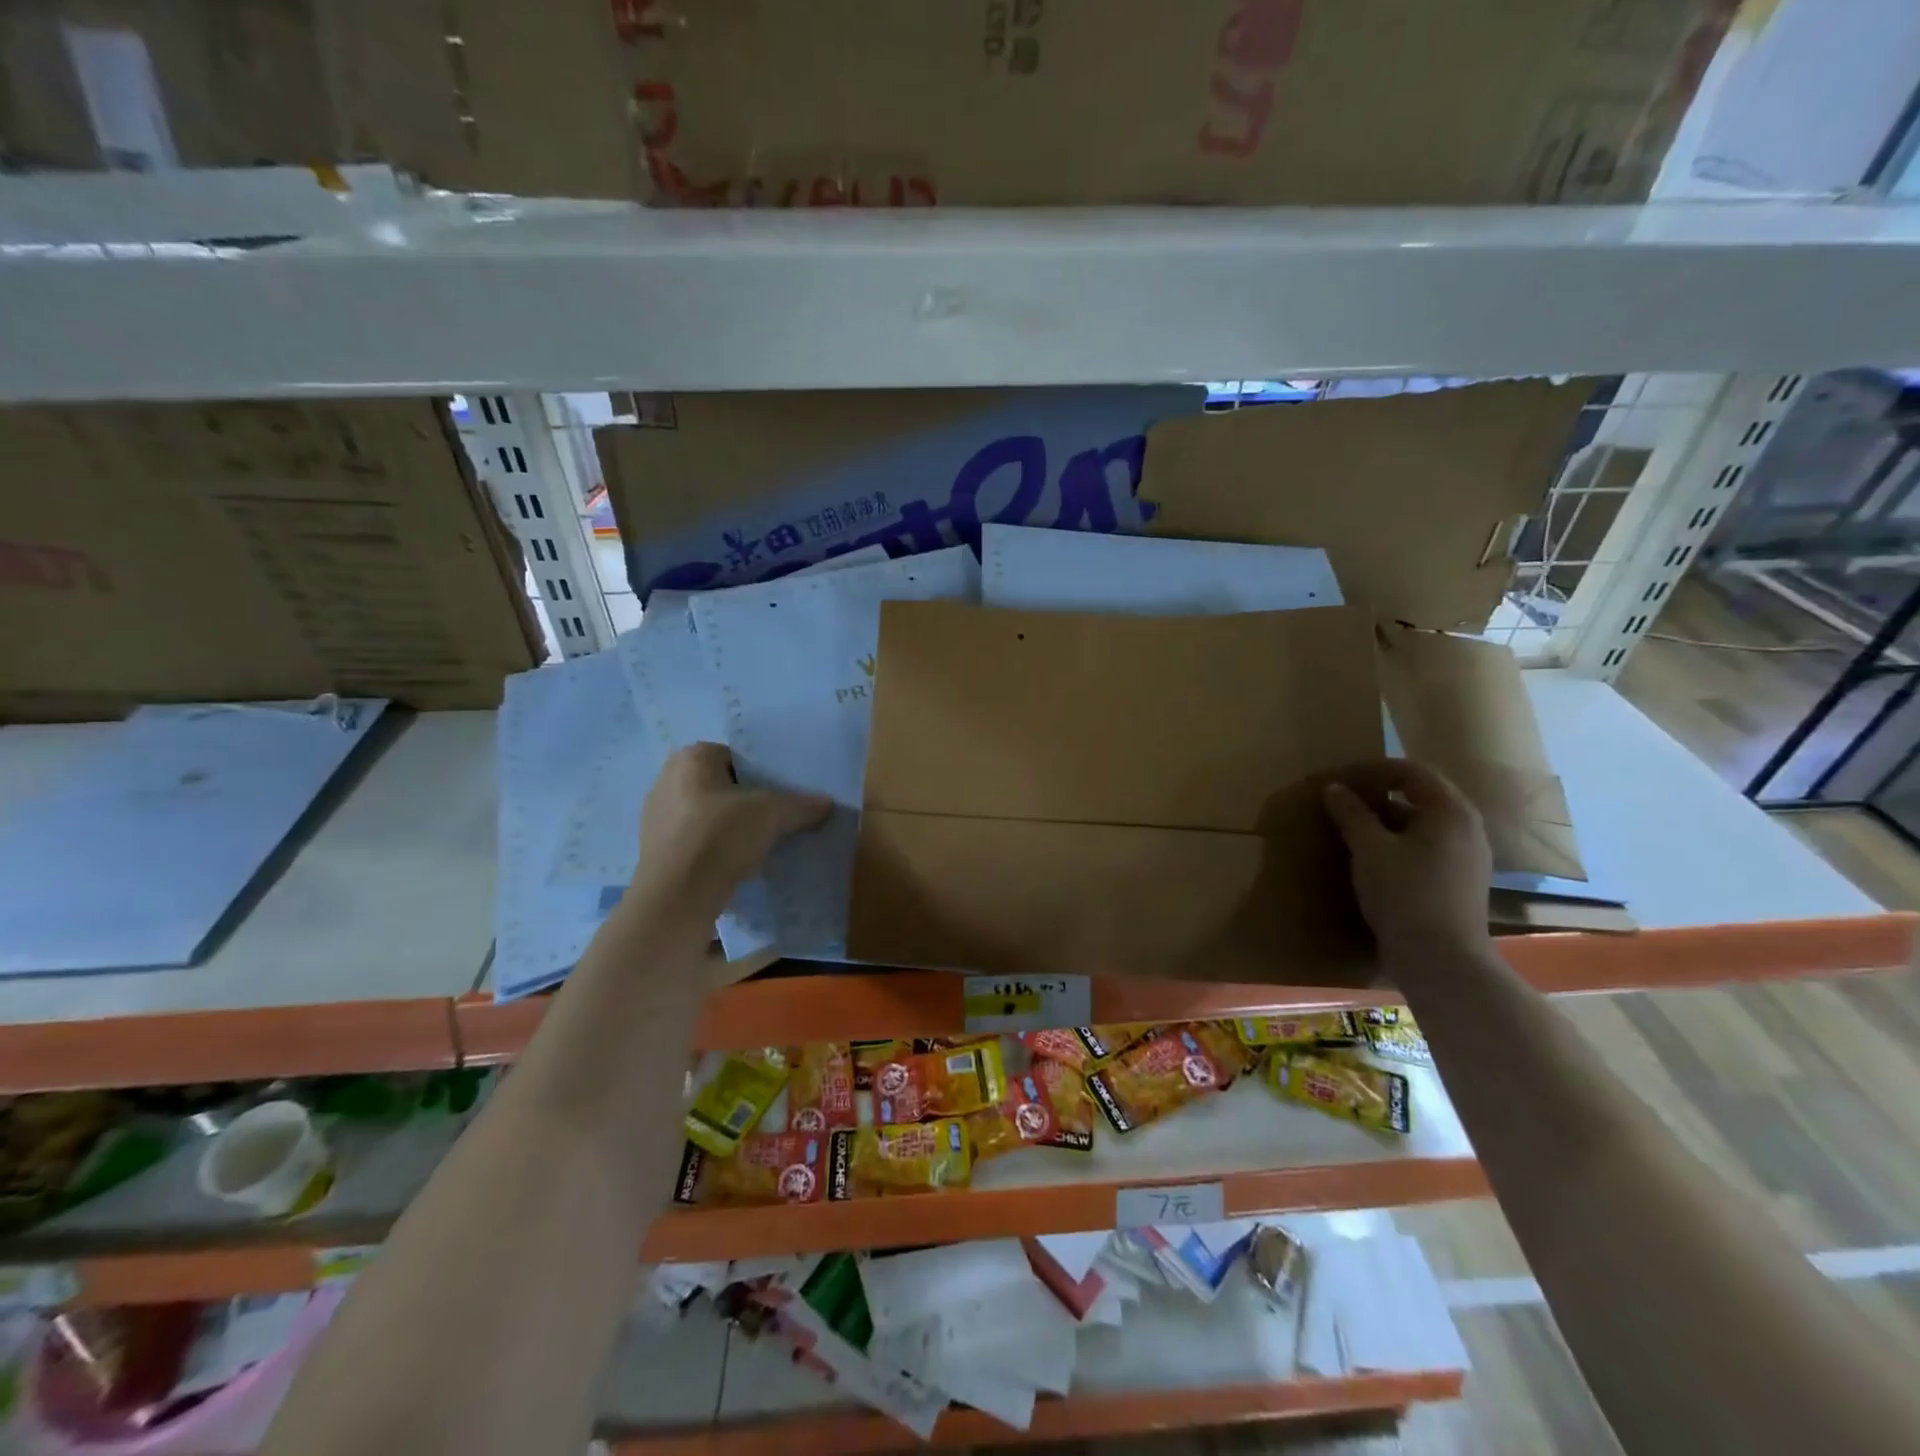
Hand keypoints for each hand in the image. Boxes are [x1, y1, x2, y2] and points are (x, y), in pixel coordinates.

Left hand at [633, 743, 832, 917]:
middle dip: (749, 801)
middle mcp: (668, 781)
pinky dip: (717, 850)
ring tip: (763, 843)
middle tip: (779, 817)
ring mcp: (658, 819)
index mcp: (691, 759)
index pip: (736, 756)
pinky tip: (739, 865)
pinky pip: (697, 842)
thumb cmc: (719, 837)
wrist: (675, 899)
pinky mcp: (657, 853)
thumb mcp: (771, 814)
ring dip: (733, 828)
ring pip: (709, 816)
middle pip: (723, 786)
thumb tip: (827, 803)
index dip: (763, 773)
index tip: (784, 793)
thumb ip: (801, 805)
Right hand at [1322, 759, 1492, 958]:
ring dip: (1387, 818)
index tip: (1340, 778)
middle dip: (1379, 793)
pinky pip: (1426, 846)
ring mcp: (1468, 856)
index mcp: (1451, 811)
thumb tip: (1335, 788)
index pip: (1411, 771)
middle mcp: (1467, 828)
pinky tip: (1373, 857)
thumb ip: (1351, 814)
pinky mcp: (1459, 881)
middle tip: (1343, 799)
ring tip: (1352, 826)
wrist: (1442, 960)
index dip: (1373, 769)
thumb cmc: (1406, 894)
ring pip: (1422, 823)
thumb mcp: (1369, 849)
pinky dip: (1398, 841)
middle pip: (1421, 795)